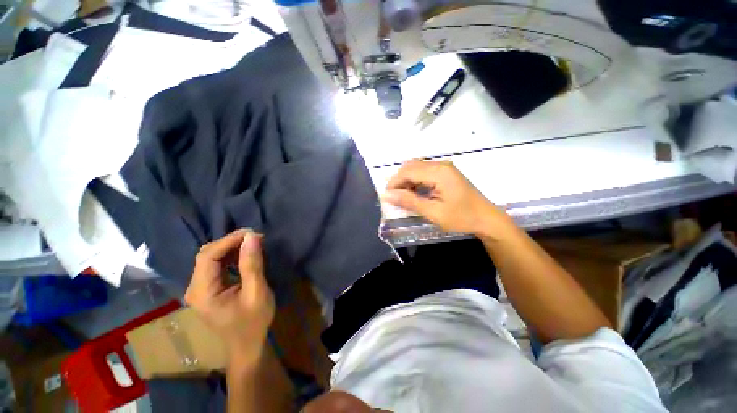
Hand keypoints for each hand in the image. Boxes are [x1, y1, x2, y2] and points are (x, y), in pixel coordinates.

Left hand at [185, 229, 274, 363]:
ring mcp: (200, 288)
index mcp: (202, 291)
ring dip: (232, 248)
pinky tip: (245, 254)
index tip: (253, 233)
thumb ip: (252, 264)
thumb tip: (252, 237)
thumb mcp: (257, 292)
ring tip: (254, 243)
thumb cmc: (253, 322)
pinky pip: (216, 265)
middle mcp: (195, 288)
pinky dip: (231, 256)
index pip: (208, 256)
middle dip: (231, 242)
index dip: (229, 240)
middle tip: (256, 237)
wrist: (247, 346)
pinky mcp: (209, 289)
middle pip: (206, 254)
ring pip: (211, 258)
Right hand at [383, 160, 503, 233]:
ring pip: (416, 168)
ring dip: (406, 181)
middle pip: (410, 166)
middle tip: (395, 198)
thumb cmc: (461, 218)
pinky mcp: (445, 172)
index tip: (387, 198)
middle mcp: (440, 164)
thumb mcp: (433, 212)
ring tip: (404, 198)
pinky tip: (415, 193)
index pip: (407, 171)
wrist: (486, 219)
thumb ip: (409, 201)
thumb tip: (386, 195)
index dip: (394, 183)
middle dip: (398, 181)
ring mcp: (444, 167)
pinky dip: (415, 181)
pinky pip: (423, 172)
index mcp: (438, 172)